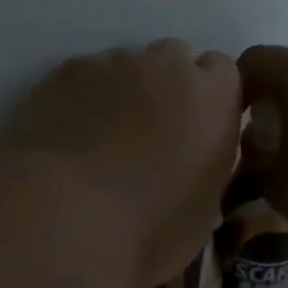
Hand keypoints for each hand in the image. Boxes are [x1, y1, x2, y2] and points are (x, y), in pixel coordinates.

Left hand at [0, 41, 242, 287]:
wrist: (64, 215)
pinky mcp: (66, 71)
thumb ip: (206, 180)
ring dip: (123, 91)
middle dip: (167, 87)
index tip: (196, 129)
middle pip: (175, 58)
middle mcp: (168, 67)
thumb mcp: (200, 218)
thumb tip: (194, 180)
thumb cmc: (147, 229)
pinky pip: (84, 75)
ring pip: (127, 65)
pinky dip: (82, 97)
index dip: (209, 97)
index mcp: (213, 100)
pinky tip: (68, 135)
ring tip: (101, 138)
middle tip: (150, 133)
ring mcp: (113, 62)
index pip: (224, 71)